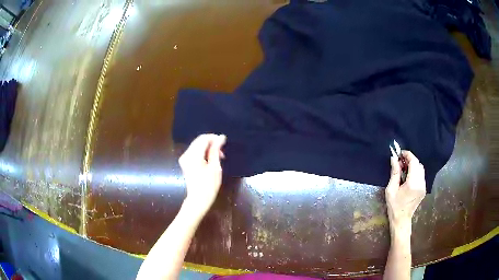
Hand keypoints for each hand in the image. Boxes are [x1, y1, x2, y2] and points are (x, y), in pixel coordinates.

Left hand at [178, 134, 225, 216]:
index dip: (214, 138)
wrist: (198, 200)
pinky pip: (195, 152)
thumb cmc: (209, 185)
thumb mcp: (215, 167)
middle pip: (199, 141)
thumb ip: (216, 150)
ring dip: (208, 148)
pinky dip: (203, 153)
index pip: (203, 138)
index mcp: (193, 155)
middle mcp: (186, 154)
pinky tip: (211, 160)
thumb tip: (220, 137)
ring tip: (219, 156)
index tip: (224, 142)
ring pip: (197, 146)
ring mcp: (184, 159)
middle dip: (211, 143)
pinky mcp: (185, 163)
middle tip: (222, 151)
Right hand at [386, 151, 425, 233]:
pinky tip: (408, 176)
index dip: (408, 155)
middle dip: (410, 159)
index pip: (414, 162)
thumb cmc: (394, 206)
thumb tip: (394, 158)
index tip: (400, 153)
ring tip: (404, 168)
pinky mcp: (424, 189)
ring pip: (421, 169)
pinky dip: (416, 171)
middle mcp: (421, 183)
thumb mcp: (391, 189)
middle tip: (400, 162)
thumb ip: (394, 173)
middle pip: (418, 164)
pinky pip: (421, 175)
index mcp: (412, 183)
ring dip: (413, 165)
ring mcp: (424, 186)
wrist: (401, 219)